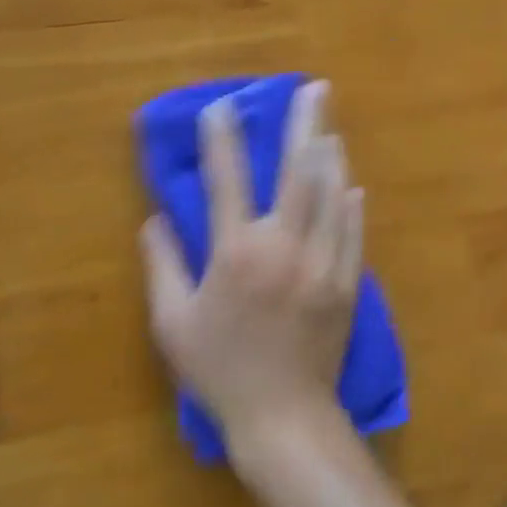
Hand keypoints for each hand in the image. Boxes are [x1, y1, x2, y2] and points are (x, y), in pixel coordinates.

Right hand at [139, 80, 363, 458]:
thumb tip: (153, 220)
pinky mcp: (348, 284)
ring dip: (332, 156)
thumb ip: (163, 265)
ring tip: (330, 127)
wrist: (284, 418)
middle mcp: (284, 248)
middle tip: (315, 88)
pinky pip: (353, 232)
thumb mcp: (172, 323)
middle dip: (306, 124)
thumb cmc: (220, 371)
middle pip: (299, 172)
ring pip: (334, 195)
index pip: (227, 180)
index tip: (223, 105)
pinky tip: (351, 185)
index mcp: (237, 254)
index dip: (223, 138)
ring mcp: (323, 263)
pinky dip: (350, 204)